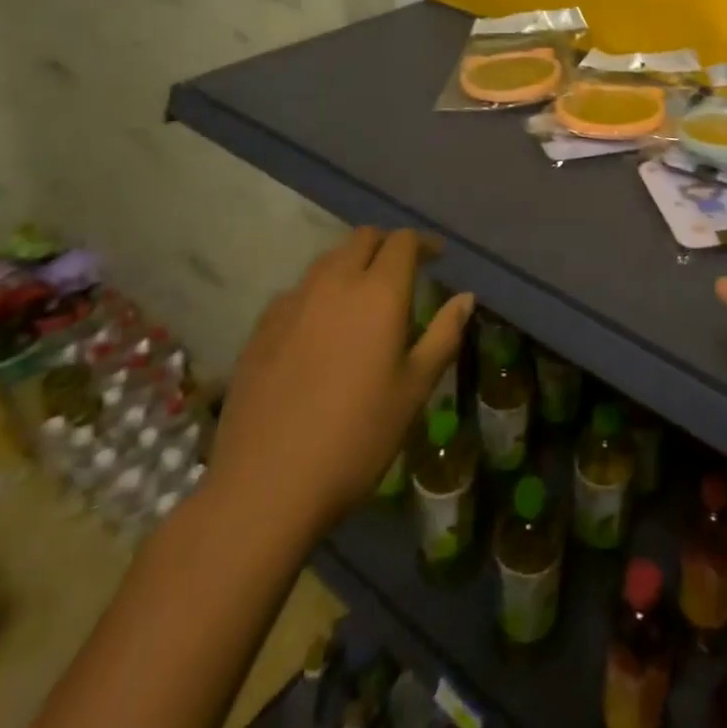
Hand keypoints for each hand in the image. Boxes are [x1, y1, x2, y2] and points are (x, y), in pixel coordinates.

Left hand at [208, 227, 472, 538]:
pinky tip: (319, 327)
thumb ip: (443, 336)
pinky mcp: (260, 329)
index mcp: (379, 293)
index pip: (403, 241)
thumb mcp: (414, 390)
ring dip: (350, 264)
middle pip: (362, 239)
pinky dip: (318, 292)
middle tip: (402, 270)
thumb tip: (465, 297)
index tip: (437, 257)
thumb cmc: (356, 439)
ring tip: (362, 295)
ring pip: (327, 260)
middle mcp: (334, 284)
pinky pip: (297, 291)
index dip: (423, 243)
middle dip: (386, 245)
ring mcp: (292, 304)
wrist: (264, 488)